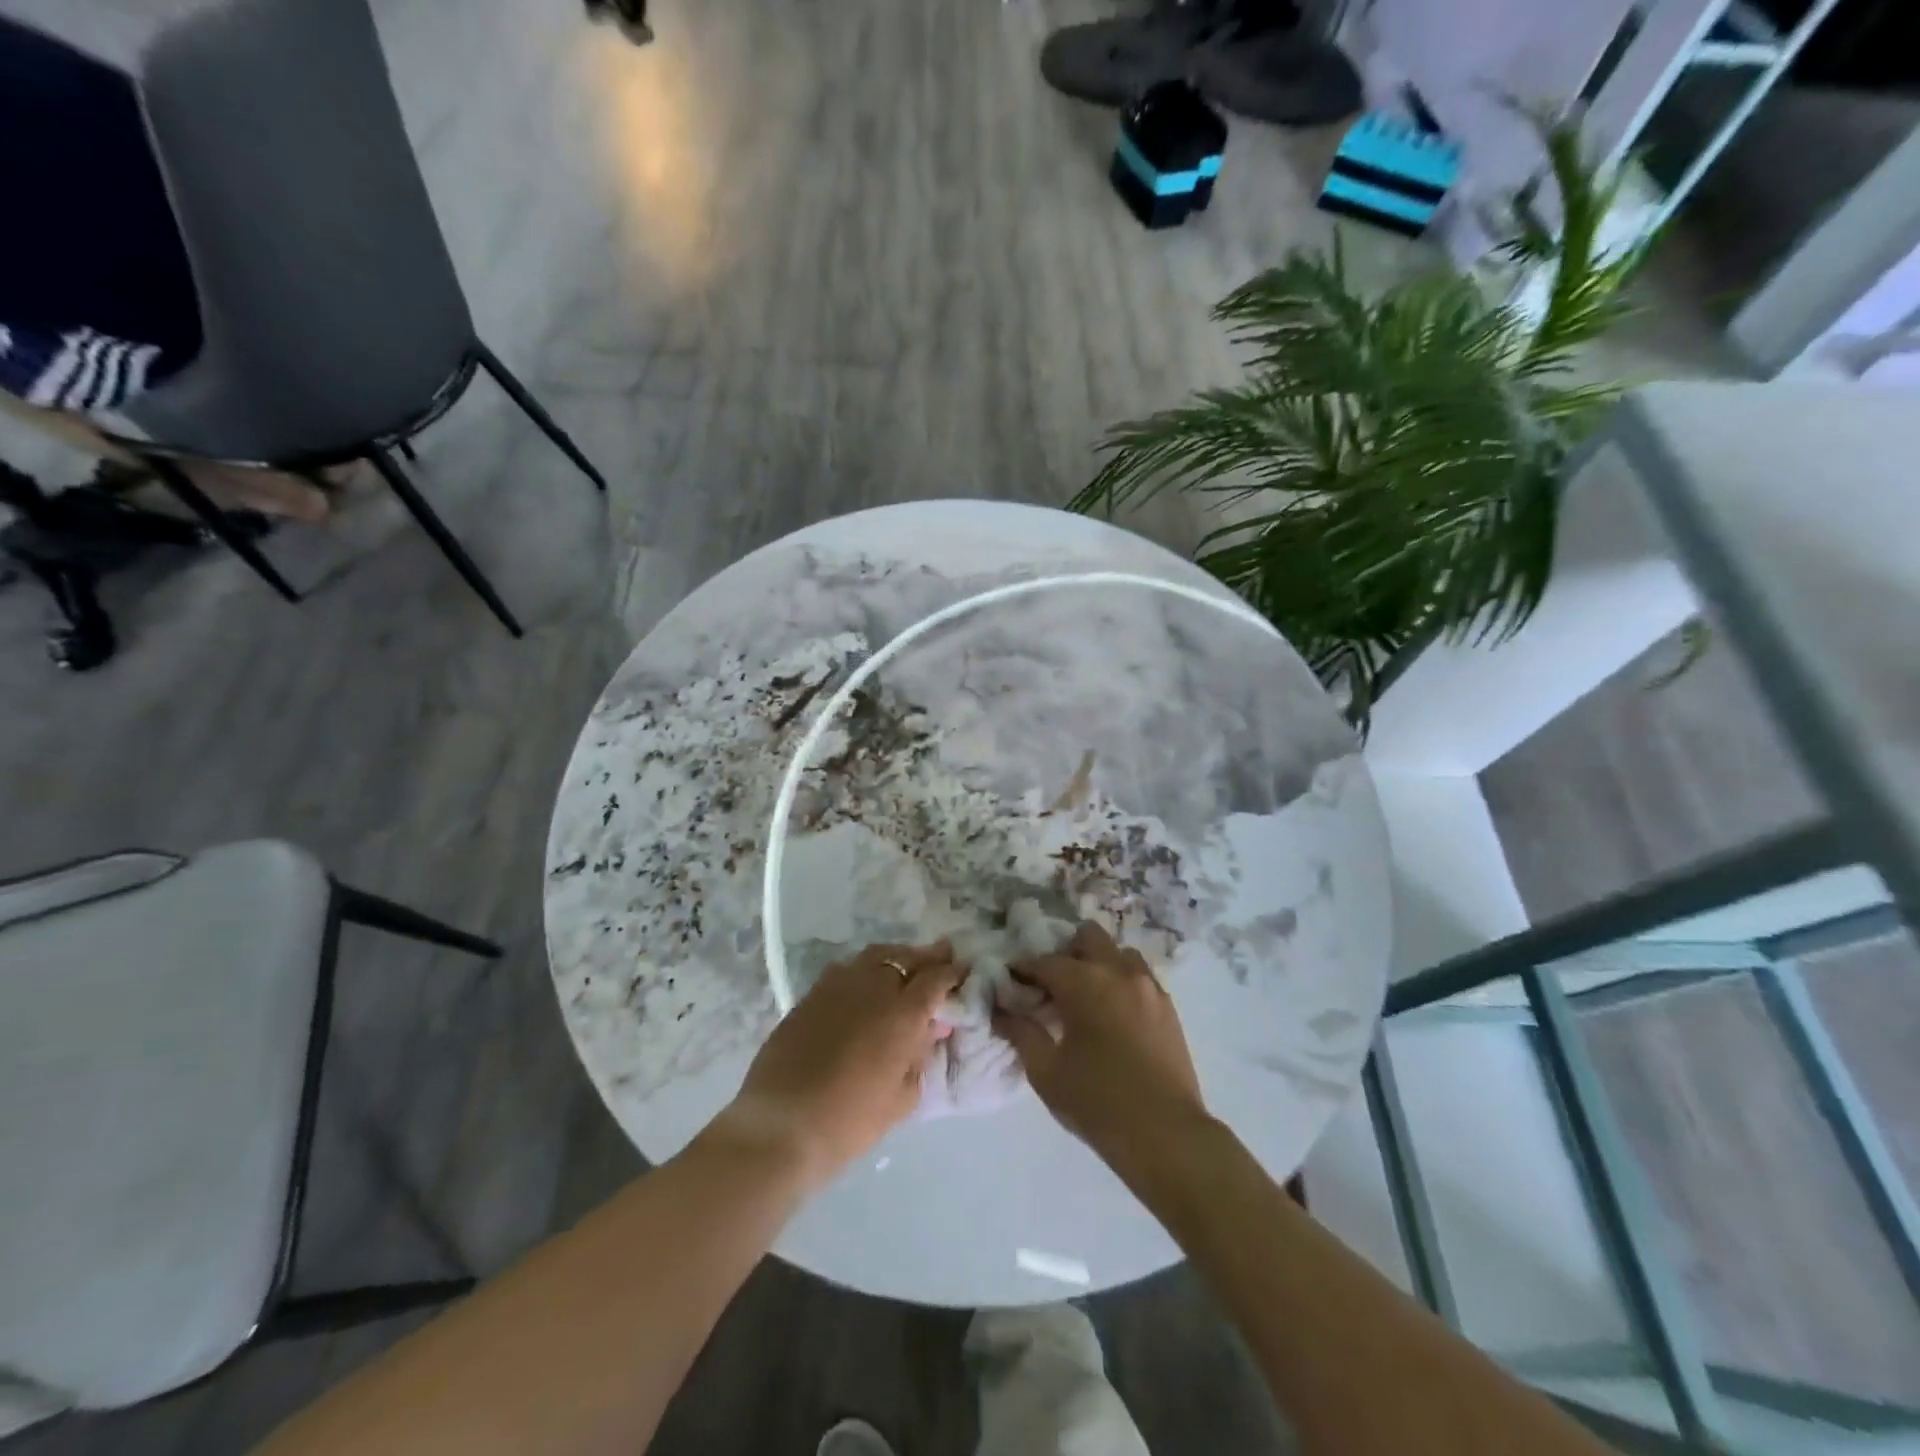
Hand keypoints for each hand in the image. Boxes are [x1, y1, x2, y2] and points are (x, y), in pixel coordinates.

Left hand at [712, 942, 961, 1186]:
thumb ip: (920, 1055)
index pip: (936, 978)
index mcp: (903, 1013)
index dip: (952, 972)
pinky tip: (866, 984)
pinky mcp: (811, 994)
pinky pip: (847, 969)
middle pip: (906, 957)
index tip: (963, 969)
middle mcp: (873, 988)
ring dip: (896, 957)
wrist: (781, 1126)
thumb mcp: (902, 1097)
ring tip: (905, 965)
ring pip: (875, 956)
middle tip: (942, 955)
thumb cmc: (850, 1122)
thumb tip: (932, 1028)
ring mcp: (838, 986)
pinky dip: (865, 969)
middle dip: (928, 956)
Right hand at [993, 923, 1209, 1168]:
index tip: (1011, 982)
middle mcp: (1118, 972)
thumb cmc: (1098, 1103)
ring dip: (1098, 963)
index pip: (1044, 961)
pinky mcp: (1168, 1006)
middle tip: (1052, 985)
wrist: (1167, 1135)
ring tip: (1086, 997)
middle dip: (1065, 952)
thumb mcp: (1047, 1072)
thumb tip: (1001, 1010)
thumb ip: (1021, 1033)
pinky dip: (1120, 981)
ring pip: (1118, 952)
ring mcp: (1148, 986)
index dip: (1023, 969)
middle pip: (1087, 936)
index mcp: (1085, 983)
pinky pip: (1139, 976)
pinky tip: (1112, 1013)